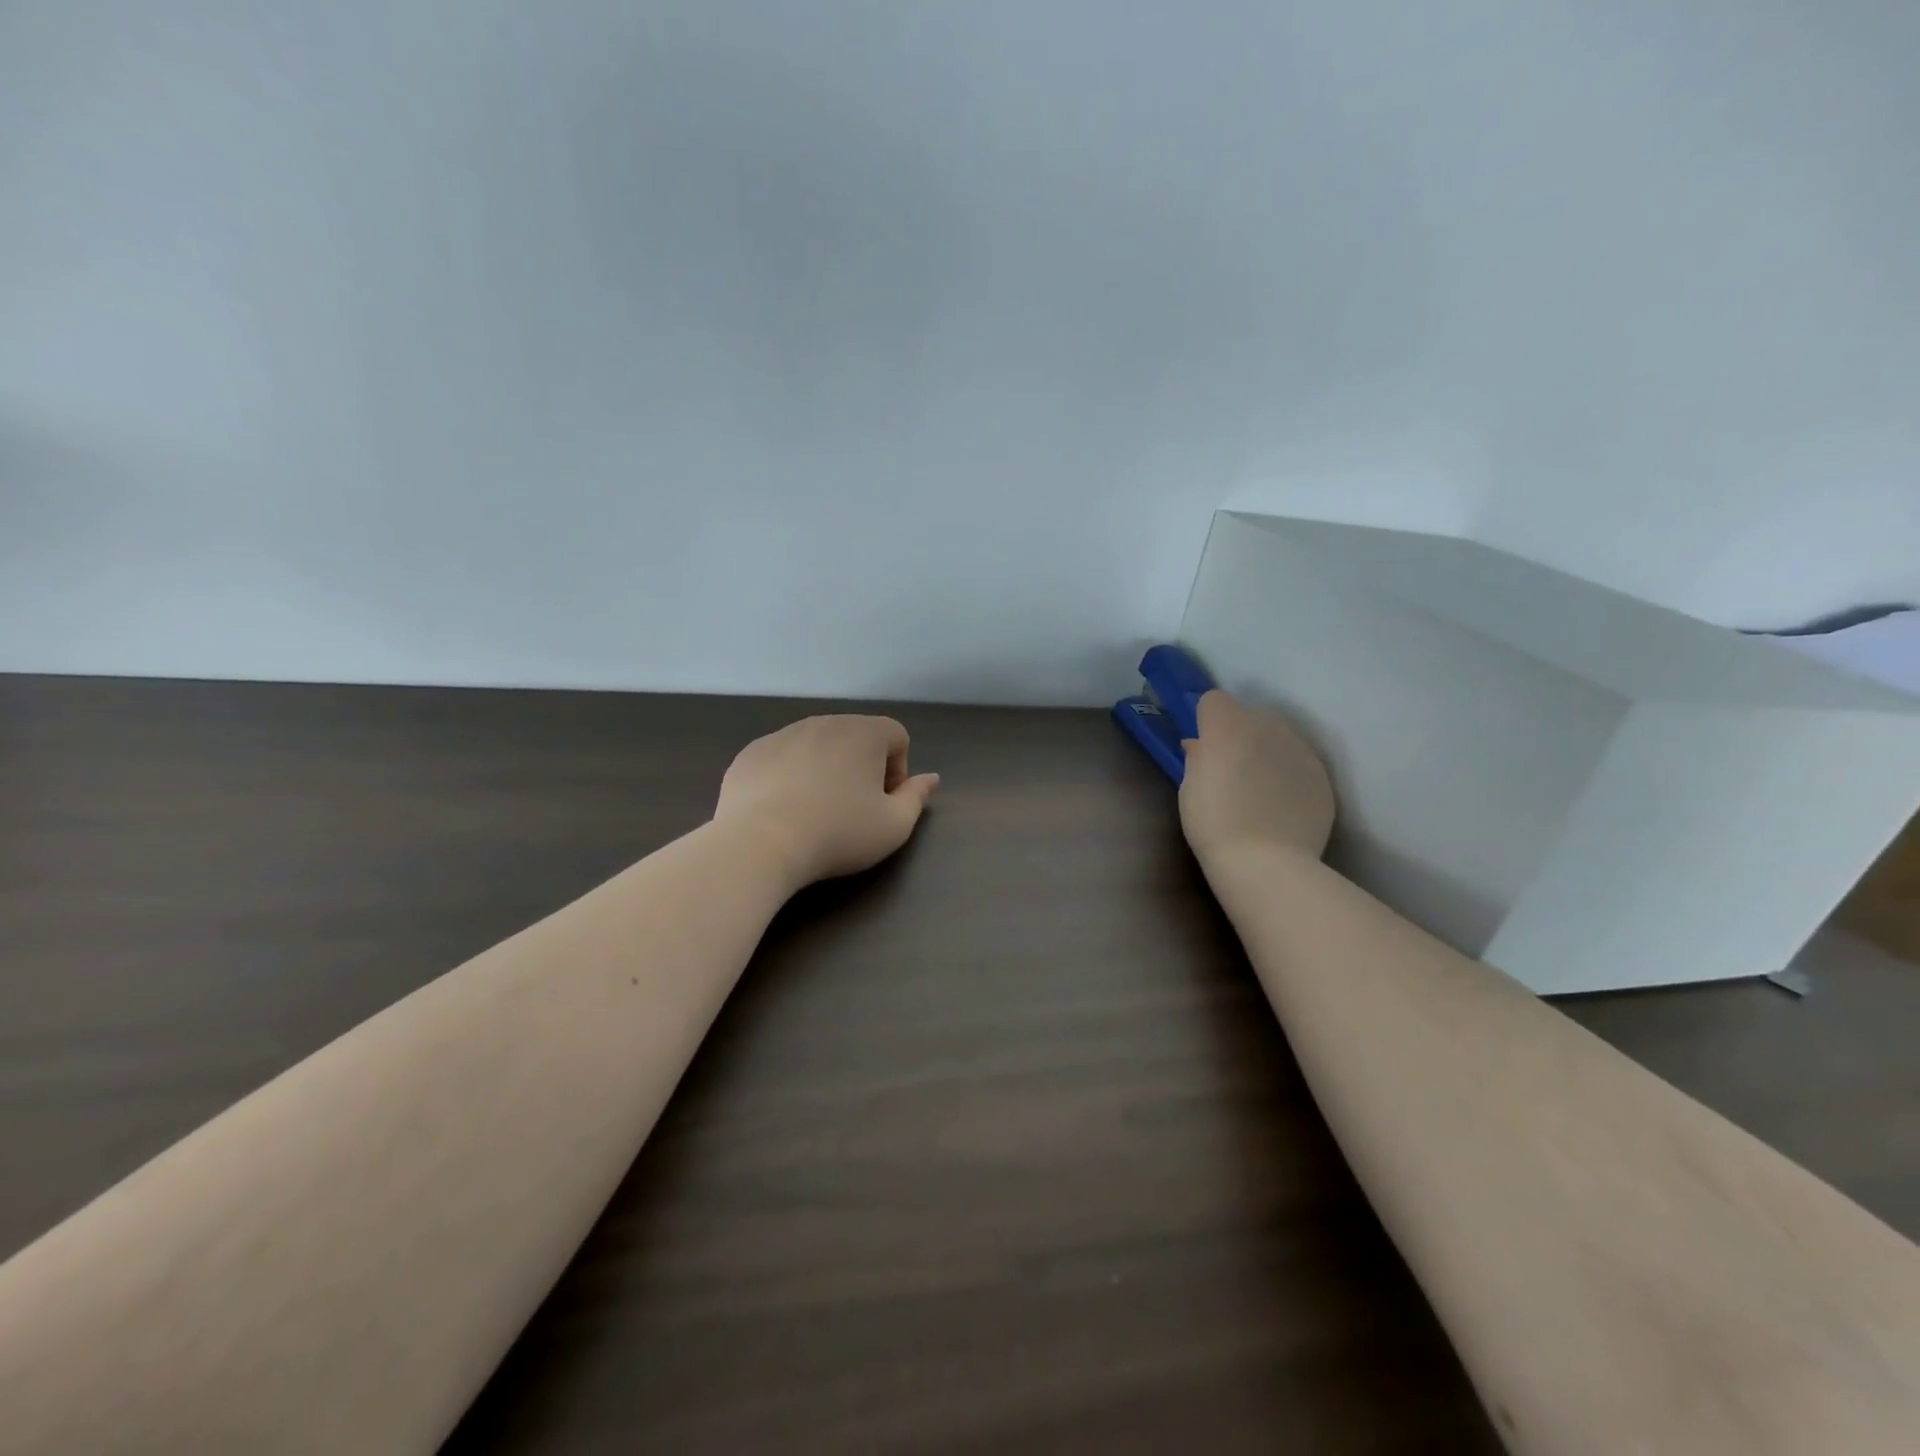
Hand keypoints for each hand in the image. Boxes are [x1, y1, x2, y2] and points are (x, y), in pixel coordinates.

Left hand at [715, 715, 939, 887]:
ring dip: (824, 769)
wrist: (760, 844)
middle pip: (855, 737)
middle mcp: (824, 722)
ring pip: (816, 746)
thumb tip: (931, 778)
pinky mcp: (750, 753)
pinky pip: (781, 759)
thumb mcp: (894, 826)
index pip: (897, 736)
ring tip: (814, 811)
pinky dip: (787, 777)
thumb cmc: (838, 834)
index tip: (883, 802)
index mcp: (864, 732)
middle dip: (861, 767)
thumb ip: (916, 798)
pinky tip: (780, 811)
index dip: (898, 770)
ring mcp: (782, 734)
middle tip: (852, 809)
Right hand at [1179, 690, 1334, 864]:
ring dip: (1267, 752)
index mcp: (1227, 726)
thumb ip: (1197, 757)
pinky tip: (1281, 806)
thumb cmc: (1213, 824)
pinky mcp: (1321, 774)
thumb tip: (1200, 744)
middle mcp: (1266, 726)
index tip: (1204, 747)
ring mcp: (1299, 749)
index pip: (1213, 700)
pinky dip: (1289, 776)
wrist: (1265, 862)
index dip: (1207, 721)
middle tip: (1231, 771)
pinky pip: (1299, 763)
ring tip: (1260, 791)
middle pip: (1249, 716)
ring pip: (1278, 738)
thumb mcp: (1189, 788)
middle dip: (1239, 734)